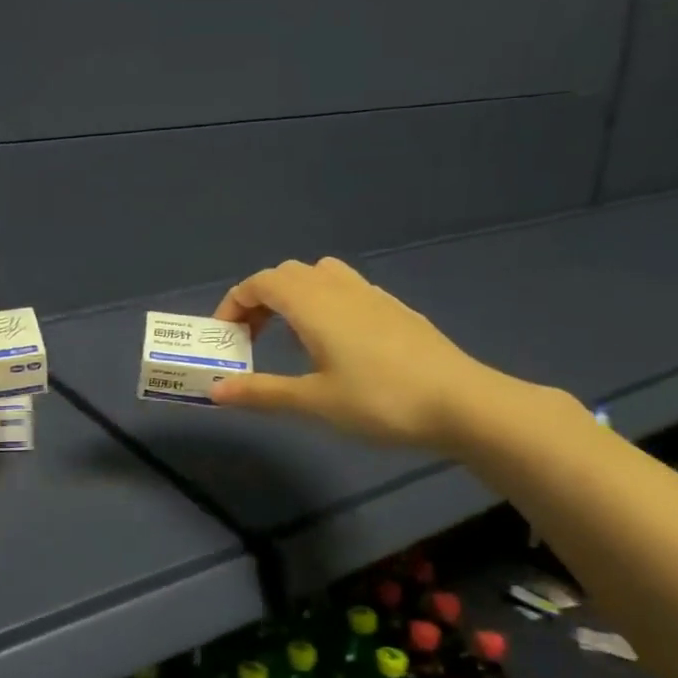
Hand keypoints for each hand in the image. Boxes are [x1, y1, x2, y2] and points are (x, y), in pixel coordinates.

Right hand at [210, 257, 507, 450]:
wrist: (462, 403)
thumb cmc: (379, 400)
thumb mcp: (313, 401)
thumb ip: (262, 392)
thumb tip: (215, 391)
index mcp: (313, 302)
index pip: (260, 282)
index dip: (234, 303)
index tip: (225, 337)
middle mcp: (340, 288)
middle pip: (287, 274)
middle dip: (260, 299)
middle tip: (252, 339)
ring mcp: (372, 295)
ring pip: (320, 275)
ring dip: (294, 296)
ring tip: (290, 335)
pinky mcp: (396, 309)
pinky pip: (347, 289)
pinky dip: (324, 303)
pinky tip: (335, 342)